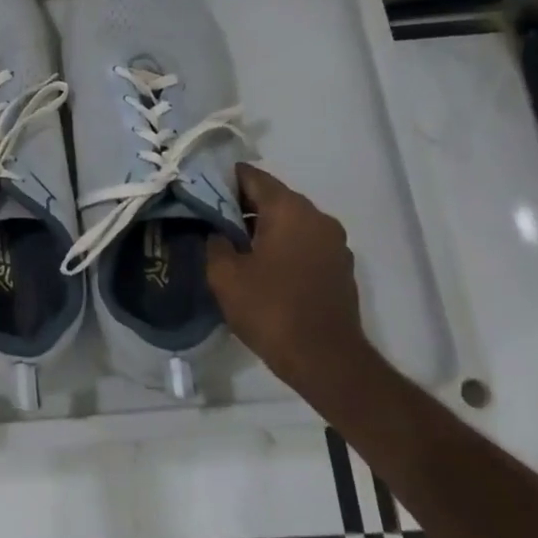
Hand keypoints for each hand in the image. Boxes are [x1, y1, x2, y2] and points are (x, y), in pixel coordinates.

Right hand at [206, 163, 368, 390]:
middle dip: (240, 204)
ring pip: (289, 220)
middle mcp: (317, 217)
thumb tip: (217, 231)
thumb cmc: (271, 309)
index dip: (222, 179)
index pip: (251, 176)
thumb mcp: (225, 275)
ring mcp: (334, 242)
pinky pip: (303, 242)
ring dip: (261, 226)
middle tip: (209, 218)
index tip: (198, 189)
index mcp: (289, 209)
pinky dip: (281, 245)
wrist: (326, 360)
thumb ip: (215, 241)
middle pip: (272, 197)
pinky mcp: (339, 266)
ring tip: (232, 244)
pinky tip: (261, 266)